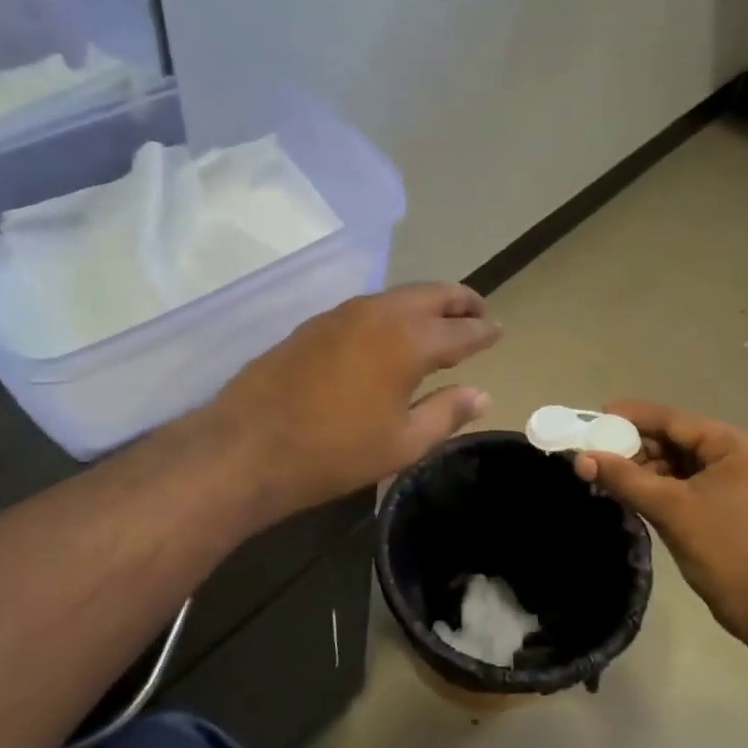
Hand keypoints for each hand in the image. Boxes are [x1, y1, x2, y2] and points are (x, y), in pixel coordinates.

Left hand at [206, 284, 501, 519]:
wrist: (249, 446)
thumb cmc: (334, 452)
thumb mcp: (402, 443)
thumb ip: (446, 413)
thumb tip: (482, 395)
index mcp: (409, 341)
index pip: (461, 330)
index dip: (483, 331)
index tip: (498, 331)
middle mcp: (379, 313)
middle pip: (431, 295)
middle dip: (460, 301)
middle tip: (478, 312)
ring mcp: (342, 313)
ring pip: (397, 296)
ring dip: (425, 303)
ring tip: (441, 320)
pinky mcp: (316, 324)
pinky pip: (369, 307)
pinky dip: (393, 313)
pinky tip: (393, 334)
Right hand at [573, 401, 747, 660]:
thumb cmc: (726, 550)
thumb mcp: (670, 509)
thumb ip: (624, 479)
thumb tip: (581, 457)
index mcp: (733, 446)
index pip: (674, 420)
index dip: (632, 417)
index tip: (595, 416)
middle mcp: (736, 457)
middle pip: (675, 441)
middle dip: (634, 447)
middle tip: (593, 452)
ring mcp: (733, 484)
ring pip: (678, 465)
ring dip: (643, 469)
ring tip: (603, 474)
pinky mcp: (725, 508)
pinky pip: (684, 486)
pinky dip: (657, 488)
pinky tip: (627, 493)